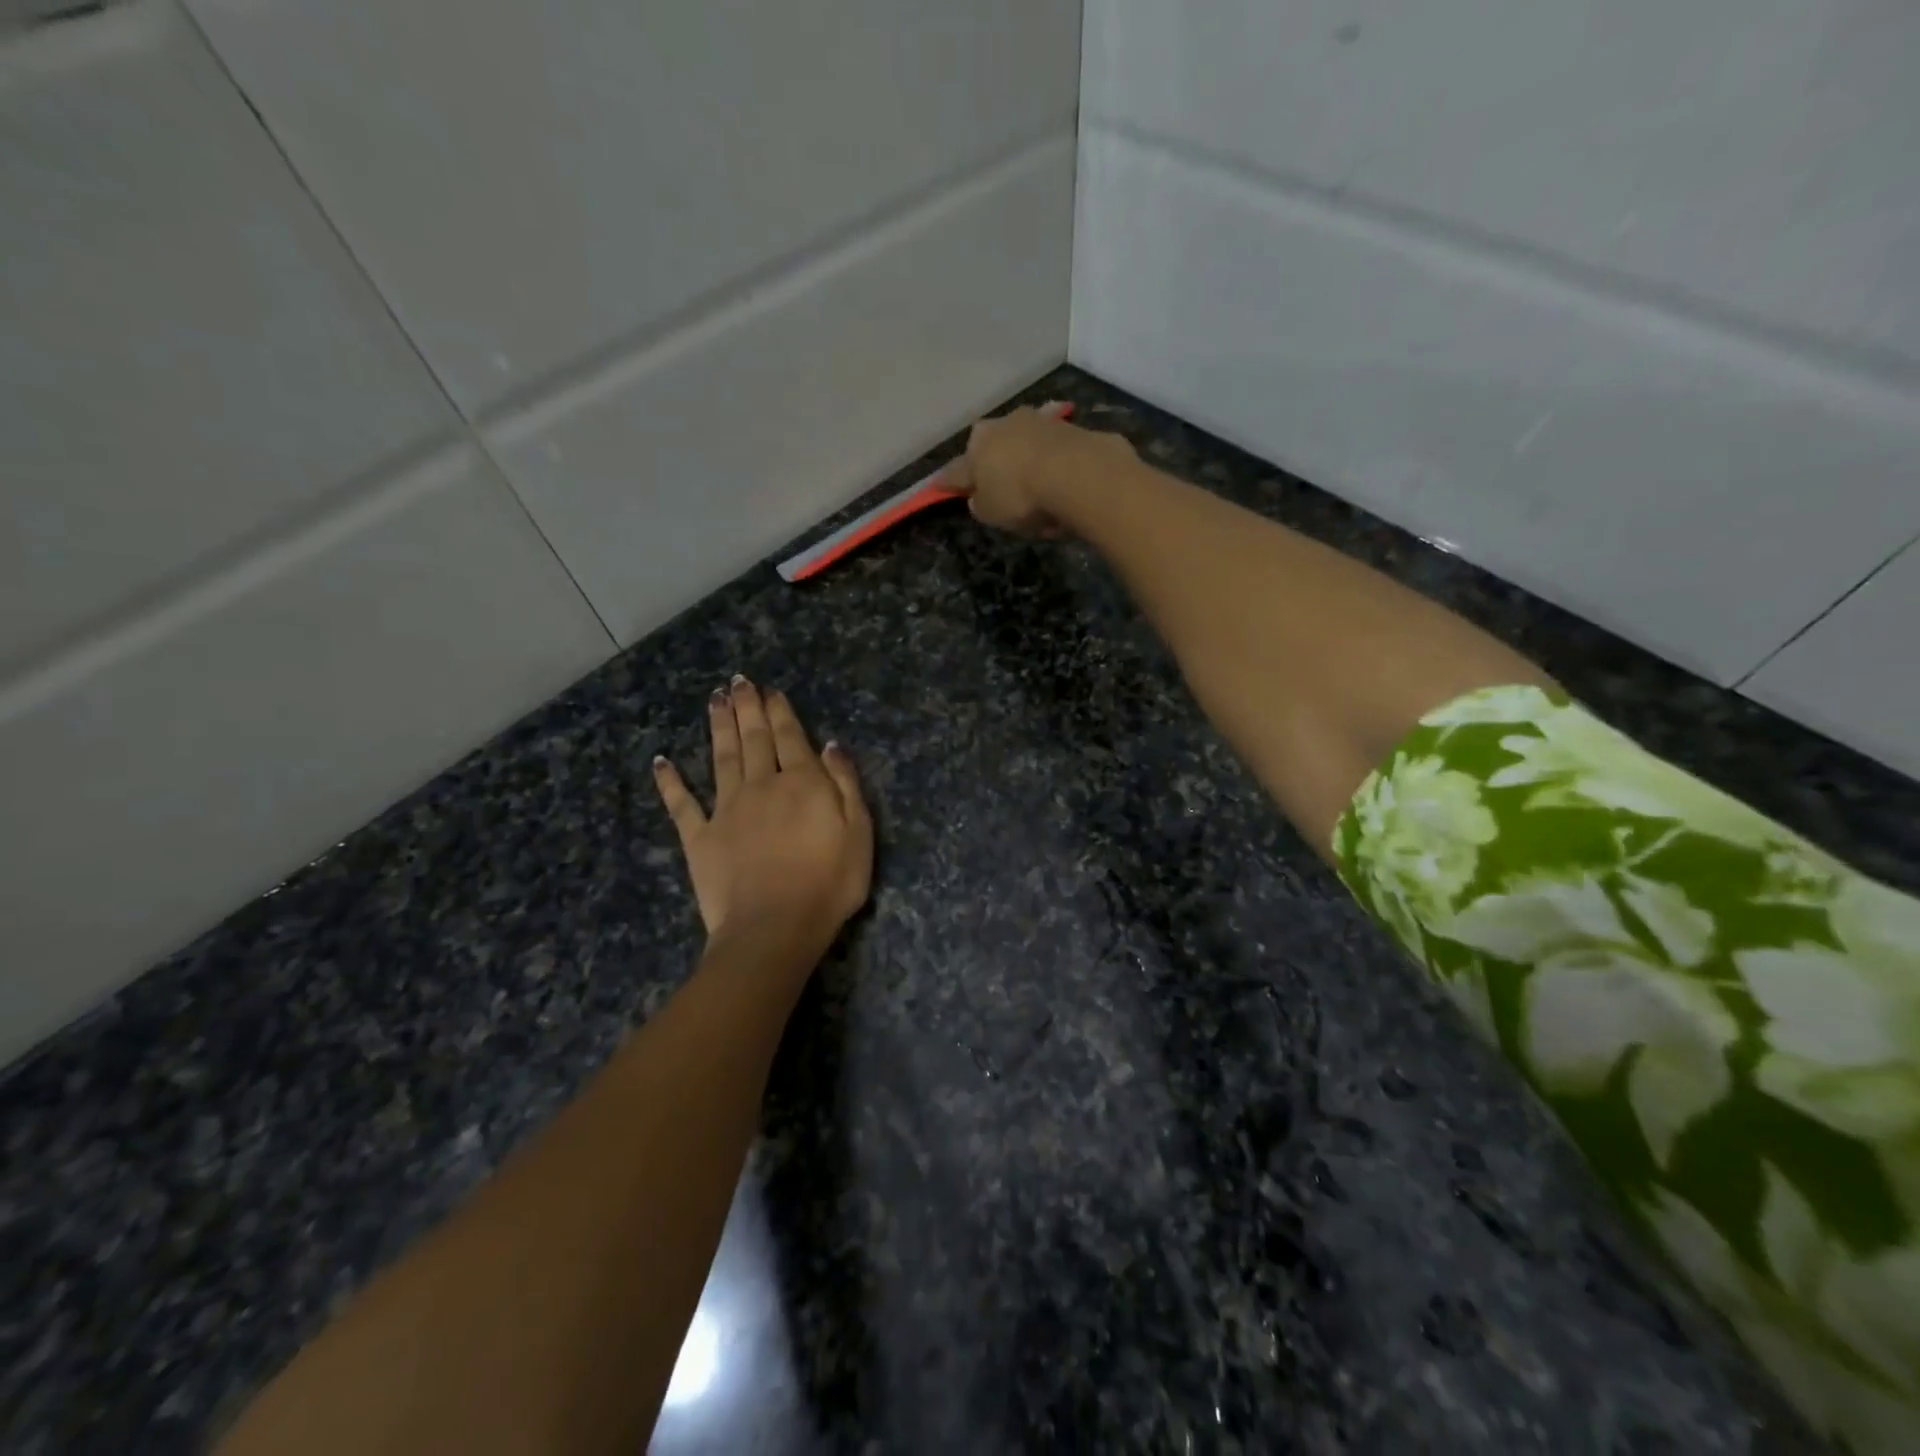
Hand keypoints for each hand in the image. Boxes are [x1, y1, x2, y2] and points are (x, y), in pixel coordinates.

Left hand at [653, 677, 872, 951]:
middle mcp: (760, 785)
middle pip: (753, 739)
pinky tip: (661, 761)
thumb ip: (846, 785)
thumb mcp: (859, 833)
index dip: (780, 711)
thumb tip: (830, 745)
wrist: (774, 928)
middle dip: (747, 708)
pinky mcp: (699, 838)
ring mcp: (726, 810)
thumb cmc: (828, 884)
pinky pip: (682, 804)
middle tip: (737, 681)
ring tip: (713, 700)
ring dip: (718, 726)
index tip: (770, 690)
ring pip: (720, 757)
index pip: (790, 737)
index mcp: (801, 783)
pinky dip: (670, 781)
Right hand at [945, 403, 1132, 534]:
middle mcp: (1005, 424)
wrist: (1078, 474)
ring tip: (1040, 491)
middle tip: (1003, 491)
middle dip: (995, 464)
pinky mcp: (1072, 427)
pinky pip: (1057, 451)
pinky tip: (1064, 482)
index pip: (956, 469)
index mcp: (976, 443)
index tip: (941, 488)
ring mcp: (1040, 421)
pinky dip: (1057, 464)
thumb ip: (981, 504)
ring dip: (1029, 461)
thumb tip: (980, 498)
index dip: (949, 482)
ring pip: (1027, 445)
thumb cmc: (1021, 495)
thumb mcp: (990, 512)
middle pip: (994, 448)